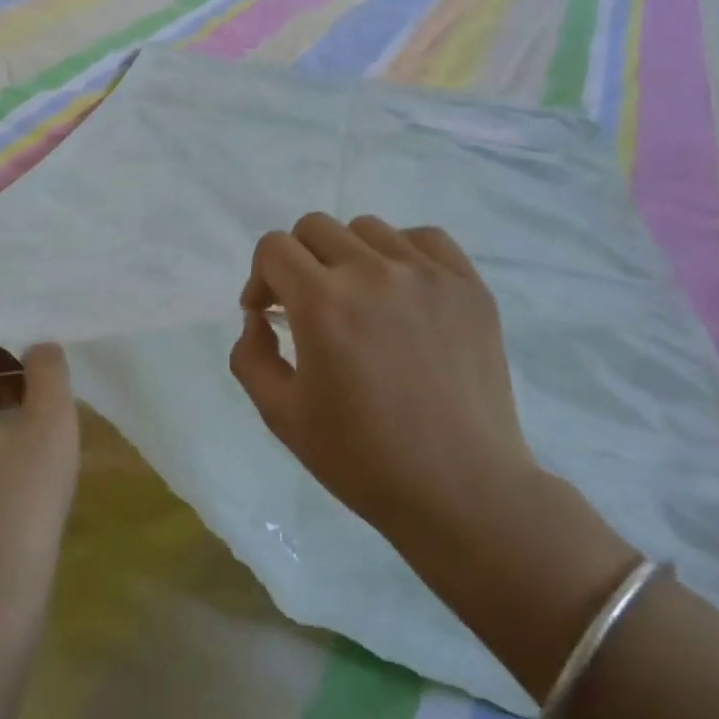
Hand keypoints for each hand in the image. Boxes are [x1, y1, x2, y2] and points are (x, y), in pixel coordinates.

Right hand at [229, 213, 539, 541]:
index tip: (267, 314)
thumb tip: (259, 317)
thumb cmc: (362, 459)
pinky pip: (424, 239)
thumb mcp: (280, 415)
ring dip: (347, 257)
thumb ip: (250, 355)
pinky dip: (401, 253)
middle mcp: (373, 272)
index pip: (274, 247)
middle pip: (315, 228)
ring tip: (358, 301)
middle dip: (296, 262)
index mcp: (323, 303)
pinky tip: (401, 291)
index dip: (260, 277)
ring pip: (367, 229)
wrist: (460, 490)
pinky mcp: (469, 286)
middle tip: (305, 306)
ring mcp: (428, 275)